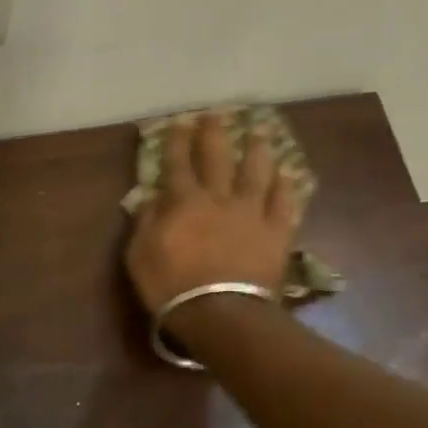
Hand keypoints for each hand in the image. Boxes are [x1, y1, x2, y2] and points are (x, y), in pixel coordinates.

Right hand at [126, 113, 297, 314]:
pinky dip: (286, 187)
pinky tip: (288, 174)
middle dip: (215, 133)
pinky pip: (284, 203)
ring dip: (257, 150)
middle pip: (217, 158)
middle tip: (217, 114)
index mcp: (184, 202)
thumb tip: (151, 198)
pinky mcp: (276, 232)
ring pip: (257, 172)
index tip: (179, 122)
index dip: (177, 141)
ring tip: (261, 132)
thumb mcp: (139, 256)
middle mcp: (219, 198)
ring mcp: (251, 213)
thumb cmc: (172, 287)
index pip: (177, 163)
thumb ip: (145, 223)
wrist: (221, 313)